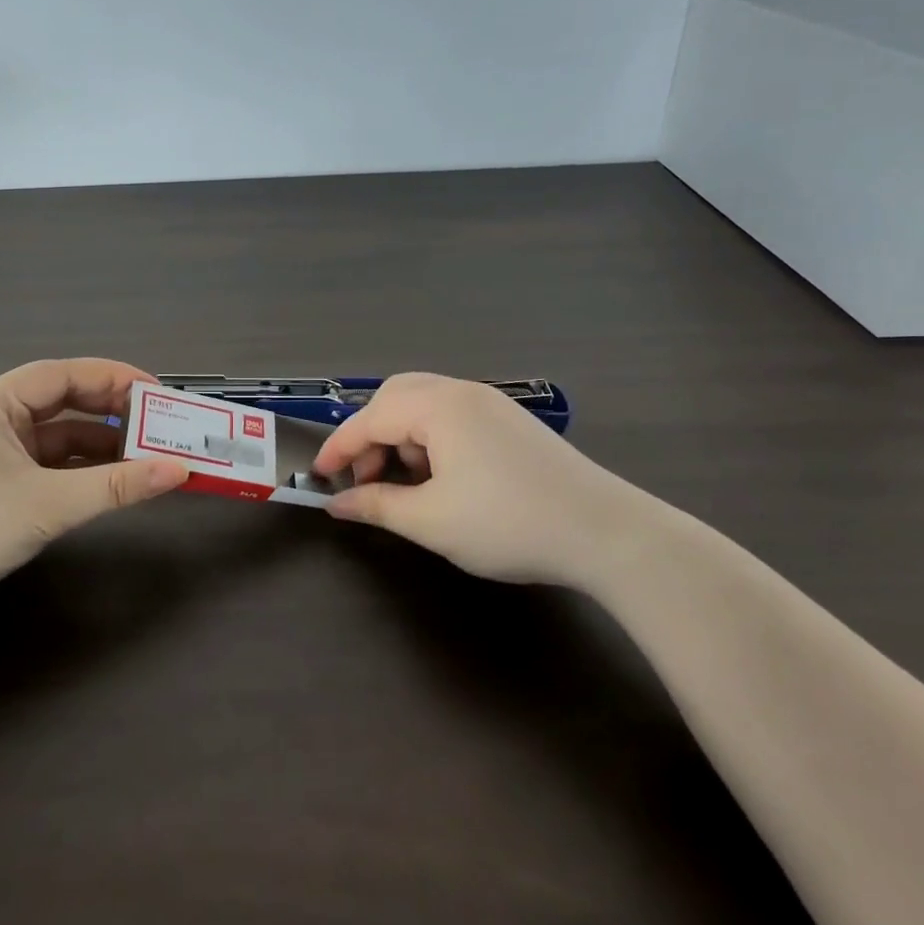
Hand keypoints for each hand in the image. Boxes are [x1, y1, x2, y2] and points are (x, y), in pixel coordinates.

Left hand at [0, 359, 187, 619]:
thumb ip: (115, 486)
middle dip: (111, 412)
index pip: (64, 375)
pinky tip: (111, 482)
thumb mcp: (47, 505)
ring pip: (58, 436)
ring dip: (99, 445)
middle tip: (158, 424)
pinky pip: (48, 465)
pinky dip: (80, 470)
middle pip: (63, 402)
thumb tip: (177, 469)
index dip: (114, 379)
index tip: (157, 393)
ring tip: (146, 455)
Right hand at [313, 373, 639, 589]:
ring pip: (425, 404)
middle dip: (371, 435)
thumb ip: (376, 505)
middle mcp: (462, 392)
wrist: (605, 533)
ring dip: (401, 437)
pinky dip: (431, 439)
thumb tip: (336, 503)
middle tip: (366, 478)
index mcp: (438, 406)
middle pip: (396, 396)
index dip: (339, 448)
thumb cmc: (508, 524)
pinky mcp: (511, 421)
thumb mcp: (432, 521)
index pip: (370, 418)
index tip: (318, 477)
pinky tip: (442, 478)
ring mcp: (491, 403)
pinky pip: (453, 416)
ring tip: (406, 484)